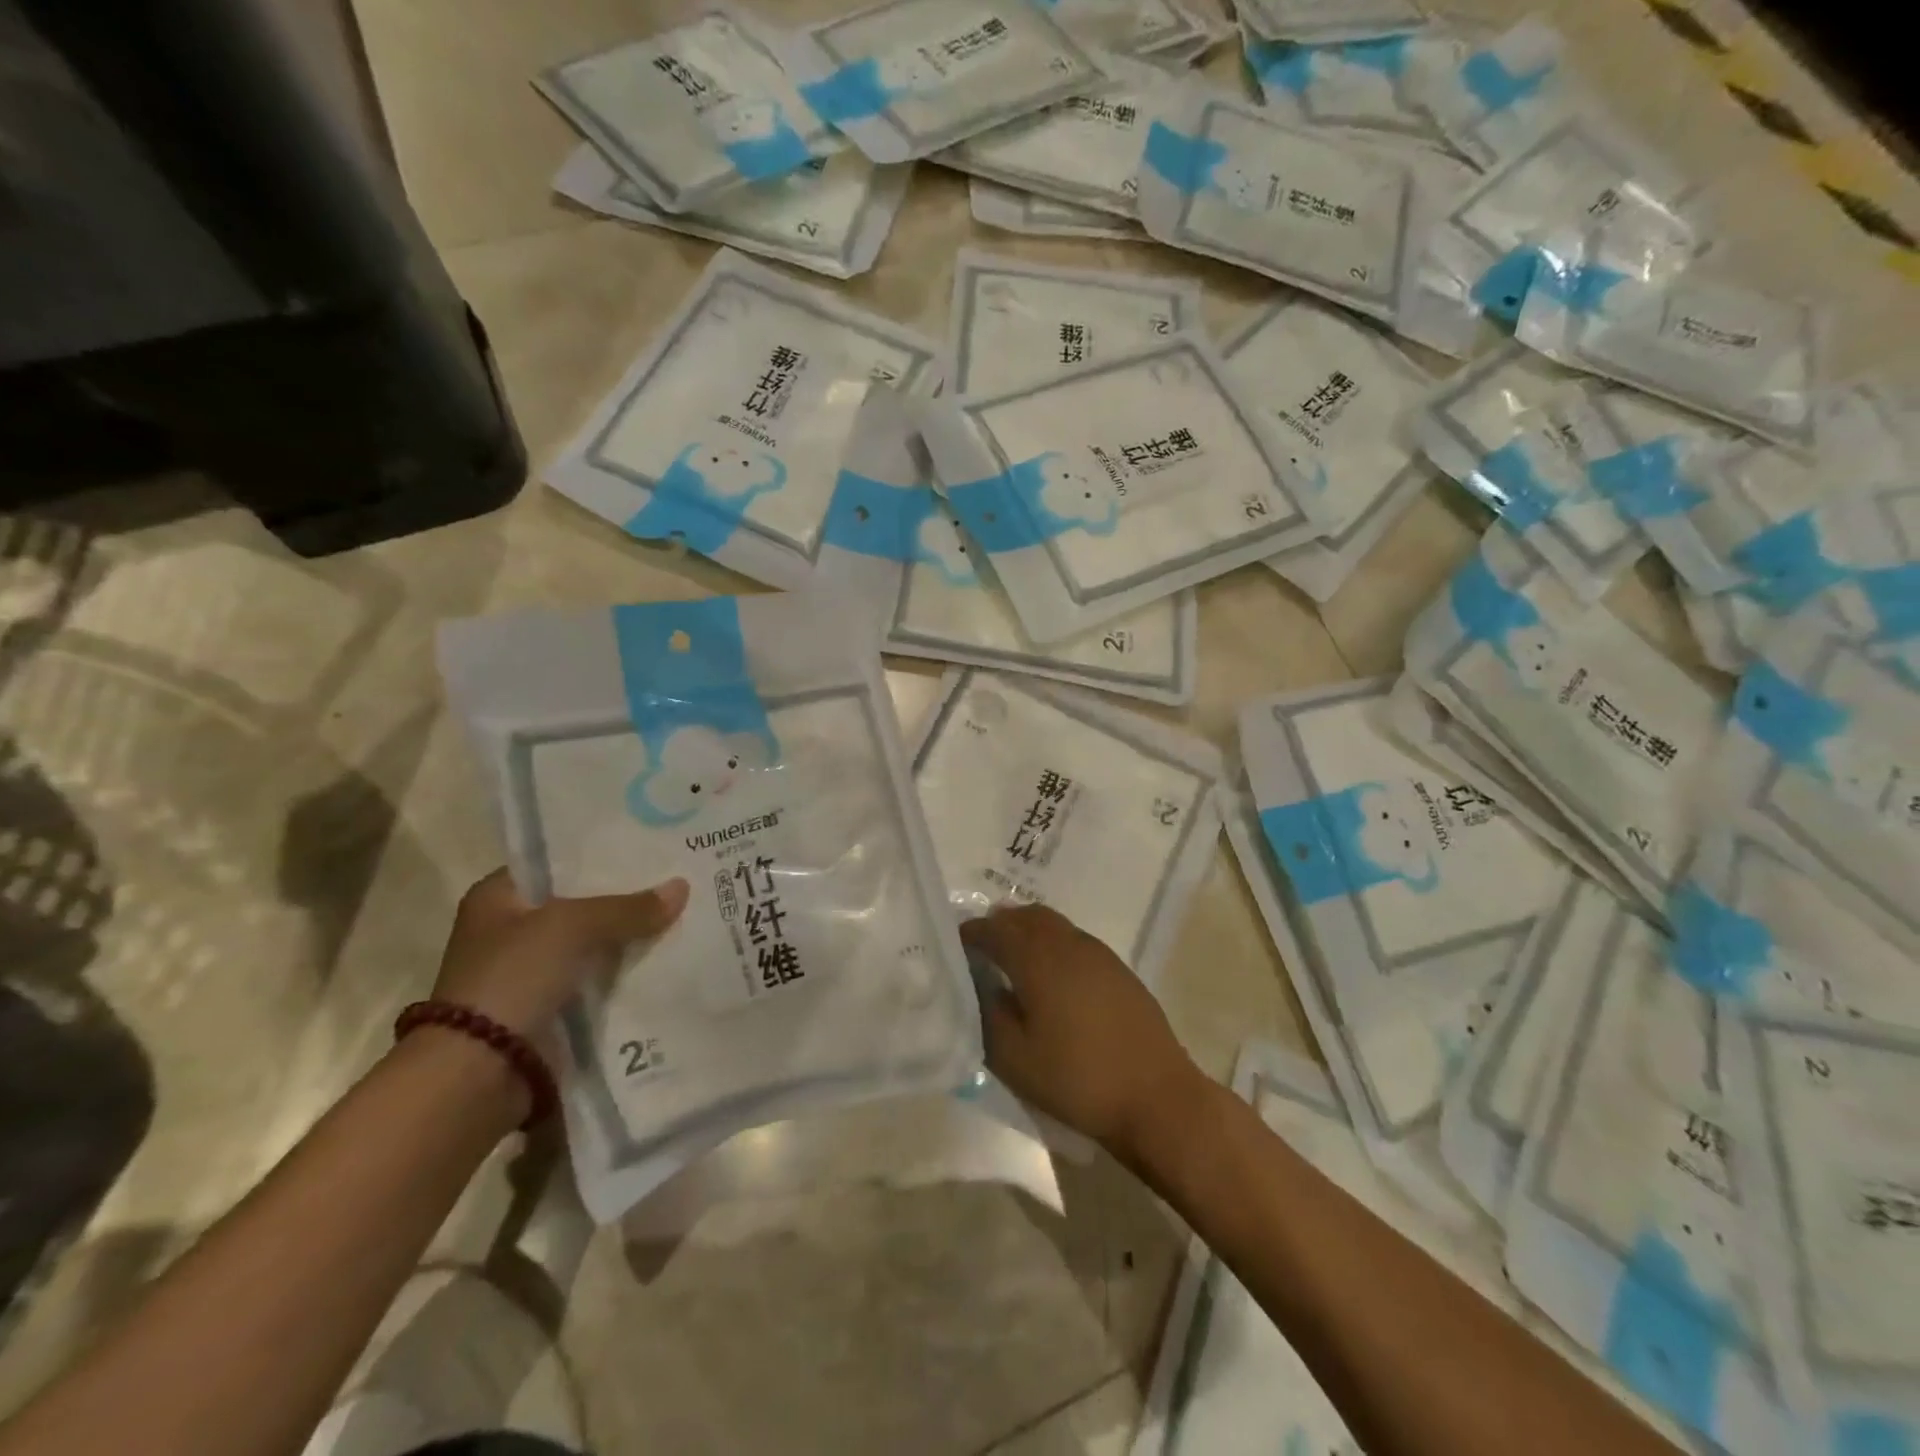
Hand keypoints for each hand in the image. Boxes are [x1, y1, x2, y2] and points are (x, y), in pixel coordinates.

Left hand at [431, 869, 689, 1042]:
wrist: (481, 1069)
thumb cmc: (514, 976)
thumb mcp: (573, 926)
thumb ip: (628, 907)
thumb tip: (681, 887)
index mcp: (496, 897)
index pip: (557, 862)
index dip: (601, 854)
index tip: (648, 849)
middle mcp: (510, 930)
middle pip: (580, 904)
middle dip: (625, 897)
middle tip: (676, 879)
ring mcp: (530, 972)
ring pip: (593, 943)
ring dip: (629, 937)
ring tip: (684, 914)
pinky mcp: (550, 1007)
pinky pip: (598, 979)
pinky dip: (626, 973)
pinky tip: (667, 957)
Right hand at [961, 905, 1210, 1165]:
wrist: (1156, 1096)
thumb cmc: (1077, 1079)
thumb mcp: (1014, 1058)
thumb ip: (988, 1014)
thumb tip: (979, 985)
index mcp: (1037, 959)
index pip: (994, 930)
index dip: (970, 934)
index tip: (954, 946)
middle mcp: (1067, 943)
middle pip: (1025, 916)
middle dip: (999, 925)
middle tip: (980, 949)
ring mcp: (1098, 953)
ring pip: (1053, 924)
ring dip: (1027, 931)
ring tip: (1012, 960)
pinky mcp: (1118, 969)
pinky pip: (1074, 939)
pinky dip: (1052, 944)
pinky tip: (1051, 977)